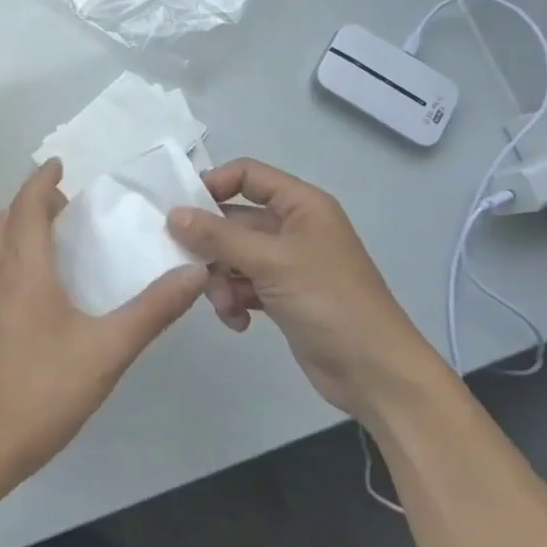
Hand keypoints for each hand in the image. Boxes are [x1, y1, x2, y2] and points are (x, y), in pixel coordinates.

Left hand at [0, 159, 205, 488]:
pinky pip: (2, 271)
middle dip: (32, 200)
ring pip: (1, 247)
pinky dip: (21, 254)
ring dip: (24, 226)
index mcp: (24, 271)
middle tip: (68, 196)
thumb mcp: (108, 350)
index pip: (27, 208)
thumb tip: (193, 272)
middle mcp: (1, 278)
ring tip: (62, 230)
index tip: (61, 163)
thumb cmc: (45, 390)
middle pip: (7, 221)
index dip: (42, 181)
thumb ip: (152, 311)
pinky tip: (51, 282)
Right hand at [167, 158, 451, 423]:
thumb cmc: (328, 302)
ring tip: (224, 304)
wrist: (373, 371)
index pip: (247, 175)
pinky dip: (234, 300)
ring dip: (220, 280)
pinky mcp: (282, 295)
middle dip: (211, 246)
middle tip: (189, 267)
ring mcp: (287, 263)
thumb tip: (173, 214)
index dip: (213, 185)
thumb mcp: (270, 262)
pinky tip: (238, 322)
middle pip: (233, 220)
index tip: (181, 212)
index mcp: (300, 205)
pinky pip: (242, 285)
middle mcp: (293, 227)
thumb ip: (218, 236)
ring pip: (232, 256)